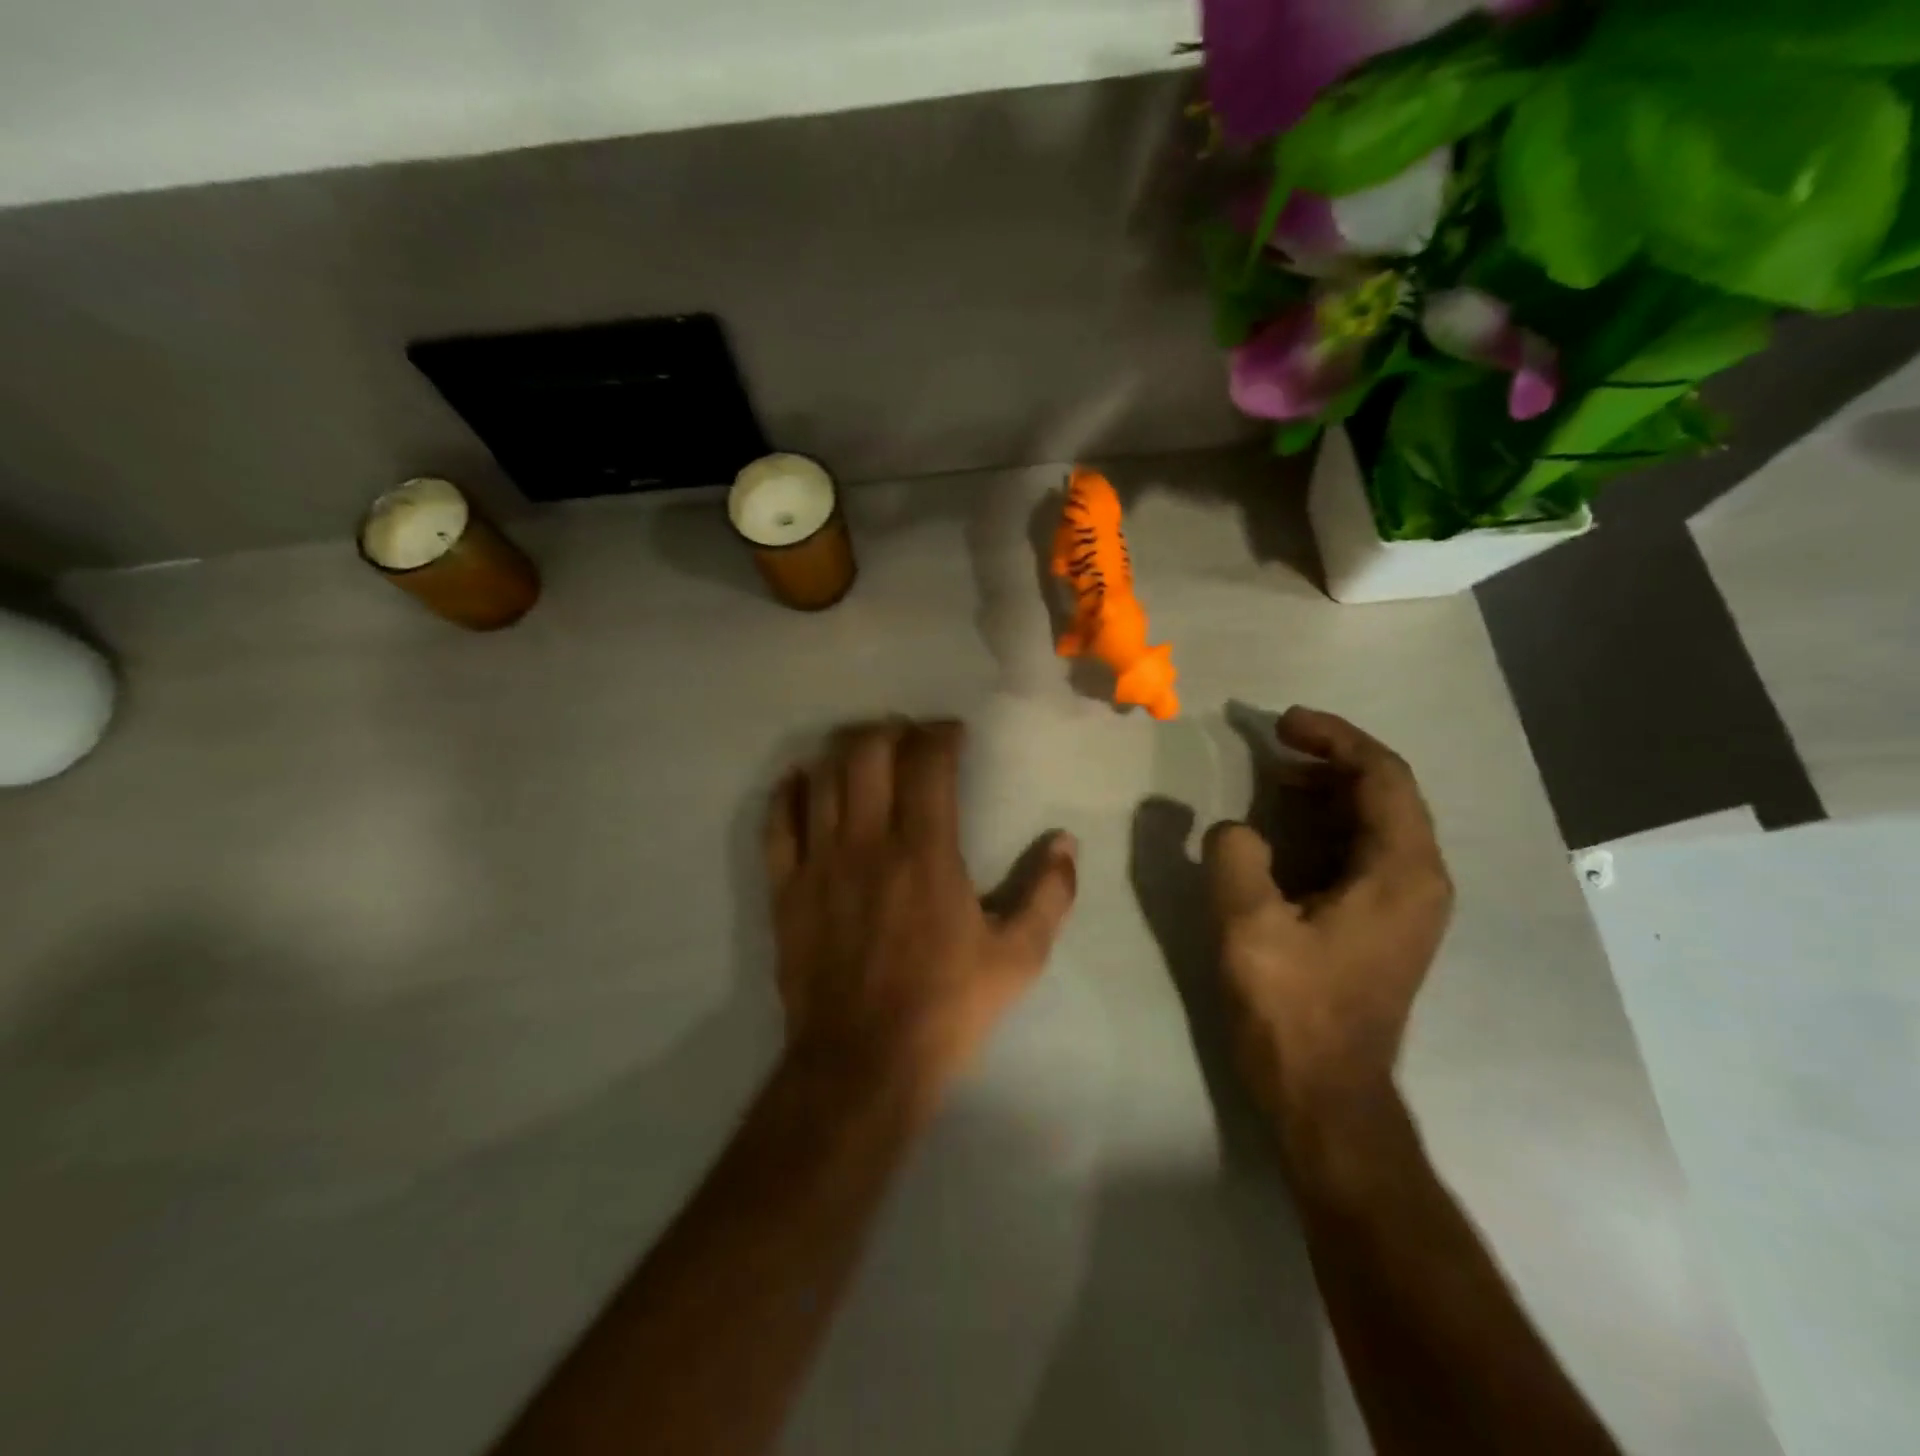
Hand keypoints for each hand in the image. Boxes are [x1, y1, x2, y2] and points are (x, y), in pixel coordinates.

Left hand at [764, 719, 1077, 1102]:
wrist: (862, 1063)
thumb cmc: (946, 1008)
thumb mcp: (1017, 959)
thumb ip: (1049, 896)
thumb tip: (1066, 844)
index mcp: (925, 852)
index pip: (927, 763)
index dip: (940, 735)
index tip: (953, 735)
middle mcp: (867, 842)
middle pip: (866, 752)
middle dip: (890, 731)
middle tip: (908, 738)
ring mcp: (819, 862)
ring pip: (821, 777)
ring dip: (844, 751)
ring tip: (864, 752)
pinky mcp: (786, 888)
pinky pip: (777, 823)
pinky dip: (787, 792)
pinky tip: (800, 780)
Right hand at [1203, 707, 1452, 1128]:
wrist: (1326, 1097)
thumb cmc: (1293, 1010)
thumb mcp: (1248, 926)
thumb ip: (1236, 856)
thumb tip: (1235, 830)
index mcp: (1402, 872)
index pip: (1382, 775)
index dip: (1334, 738)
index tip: (1283, 722)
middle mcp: (1419, 881)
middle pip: (1385, 793)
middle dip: (1329, 760)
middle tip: (1272, 747)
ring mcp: (1406, 906)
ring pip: (1374, 823)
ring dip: (1326, 792)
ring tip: (1273, 780)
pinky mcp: (1384, 926)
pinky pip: (1362, 852)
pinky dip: (1325, 826)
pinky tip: (1283, 831)